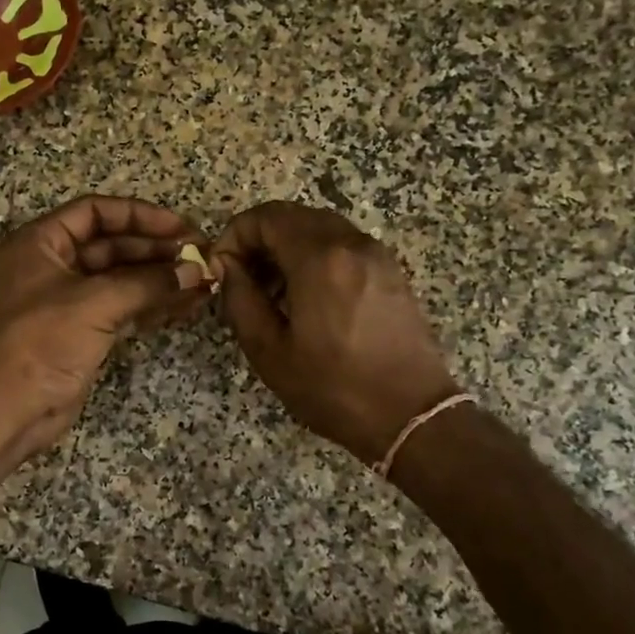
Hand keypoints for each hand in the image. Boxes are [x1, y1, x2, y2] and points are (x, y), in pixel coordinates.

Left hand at [0, 195, 209, 457]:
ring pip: (122, 278)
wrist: (10, 409)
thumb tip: (196, 271)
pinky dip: (153, 304)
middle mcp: (54, 265)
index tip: (180, 227)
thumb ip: (147, 283)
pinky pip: (123, 307)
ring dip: (160, 278)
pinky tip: (187, 303)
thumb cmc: (42, 342)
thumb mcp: (95, 303)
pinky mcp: (83, 331)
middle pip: (112, 244)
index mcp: (41, 243)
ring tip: (204, 280)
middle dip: (156, 249)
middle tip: (200, 256)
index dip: (139, 215)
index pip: (95, 213)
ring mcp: (69, 300)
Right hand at [214, 202, 458, 463]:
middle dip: (259, 240)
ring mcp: (376, 255)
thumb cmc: (333, 388)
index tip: (223, 269)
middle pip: (292, 216)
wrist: (411, 416)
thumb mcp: (268, 350)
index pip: (265, 217)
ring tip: (272, 293)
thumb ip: (240, 298)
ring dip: (287, 248)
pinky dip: (315, 257)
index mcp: (319, 259)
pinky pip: (342, 246)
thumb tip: (227, 266)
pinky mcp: (390, 271)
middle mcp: (350, 243)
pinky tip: (307, 298)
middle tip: (243, 280)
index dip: (235, 235)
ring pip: (318, 228)